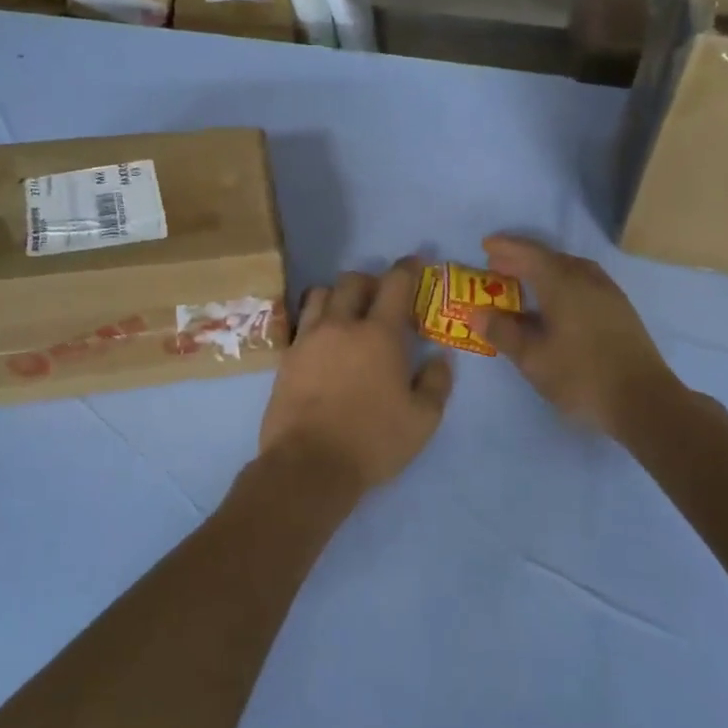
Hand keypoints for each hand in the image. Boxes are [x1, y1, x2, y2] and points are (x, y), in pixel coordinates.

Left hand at [258, 259, 452, 496]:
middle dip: (371, 281)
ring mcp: (308, 339)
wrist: (308, 465)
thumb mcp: (423, 419)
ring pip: (320, 294)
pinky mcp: (287, 358)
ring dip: (337, 295)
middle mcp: (341, 325)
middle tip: (382, 298)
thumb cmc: (373, 441)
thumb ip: (436, 382)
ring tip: (347, 314)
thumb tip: (440, 357)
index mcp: (379, 334)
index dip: (408, 267)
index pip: (395, 284)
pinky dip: (316, 321)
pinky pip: (302, 323)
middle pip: (353, 281)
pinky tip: (324, 342)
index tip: (415, 263)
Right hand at [474, 234, 681, 438]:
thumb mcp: (533, 358)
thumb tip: (477, 313)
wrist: (644, 401)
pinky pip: (584, 283)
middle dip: (523, 259)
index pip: (530, 254)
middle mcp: (588, 280)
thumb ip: (503, 332)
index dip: (506, 248)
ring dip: (545, 270)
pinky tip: (557, 303)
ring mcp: (609, 294)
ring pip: (571, 270)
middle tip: (498, 266)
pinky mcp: (621, 311)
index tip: (486, 245)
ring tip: (525, 283)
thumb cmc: (581, 377)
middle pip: (551, 259)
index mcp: (563, 284)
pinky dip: (563, 283)